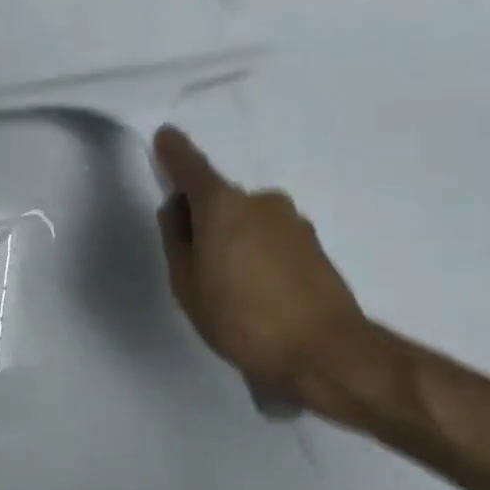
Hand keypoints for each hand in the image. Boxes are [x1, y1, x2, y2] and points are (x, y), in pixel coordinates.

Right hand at [153, 126, 370, 412]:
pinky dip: (257, 254)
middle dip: (204, 219)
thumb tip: (179, 210)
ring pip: (247, 221)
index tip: (165, 137)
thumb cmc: (240, 318)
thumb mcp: (186, 283)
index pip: (191, 167)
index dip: (174, 152)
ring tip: (229, 288)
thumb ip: (177, 239)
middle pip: (220, 200)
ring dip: (233, 239)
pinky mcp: (314, 246)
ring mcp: (293, 222)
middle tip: (194, 262)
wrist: (324, 353)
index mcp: (223, 206)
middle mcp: (261, 202)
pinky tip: (257, 294)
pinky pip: (270, 239)